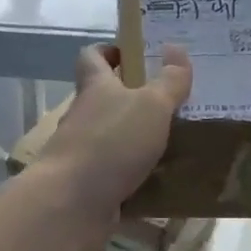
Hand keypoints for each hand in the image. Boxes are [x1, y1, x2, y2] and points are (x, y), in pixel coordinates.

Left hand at [33, 43, 191, 235]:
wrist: (72, 203)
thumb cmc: (111, 143)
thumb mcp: (151, 106)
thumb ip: (168, 80)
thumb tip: (176, 47)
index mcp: (95, 88)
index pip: (92, 57)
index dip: (109, 51)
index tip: (134, 55)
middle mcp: (84, 117)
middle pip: (105, 100)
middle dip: (135, 100)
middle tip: (173, 103)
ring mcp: (83, 153)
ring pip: (113, 139)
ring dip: (138, 140)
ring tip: (178, 143)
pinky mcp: (89, 185)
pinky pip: (117, 175)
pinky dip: (137, 176)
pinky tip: (165, 182)